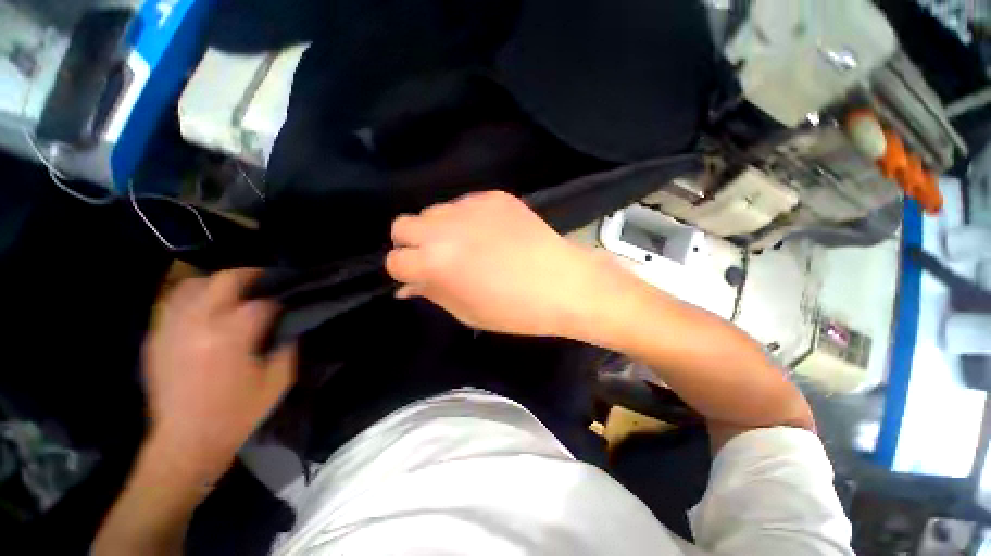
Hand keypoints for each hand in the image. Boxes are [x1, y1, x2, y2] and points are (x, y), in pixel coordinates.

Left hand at [143, 269, 295, 482]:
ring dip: (217, 283)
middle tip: (264, 281)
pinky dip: (193, 298)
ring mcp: (172, 329)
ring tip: (232, 292)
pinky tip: (205, 310)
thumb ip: (286, 346)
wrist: (186, 443)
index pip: (261, 303)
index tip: (286, 303)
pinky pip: (173, 304)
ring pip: (192, 285)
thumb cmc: (237, 413)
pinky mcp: (156, 339)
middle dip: (249, 276)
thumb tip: (287, 326)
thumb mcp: (277, 381)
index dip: (278, 300)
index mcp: (231, 337)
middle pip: (224, 280)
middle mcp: (198, 325)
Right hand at [386, 191, 630, 337]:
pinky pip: (466, 203)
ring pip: (433, 211)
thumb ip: (432, 293)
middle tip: (438, 258)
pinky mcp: (494, 196)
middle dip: (413, 243)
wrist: (564, 284)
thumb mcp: (466, 311)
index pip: (395, 260)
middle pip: (403, 225)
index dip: (405, 271)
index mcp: (434, 262)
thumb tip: (408, 286)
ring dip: (440, 228)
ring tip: (467, 244)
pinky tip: (491, 233)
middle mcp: (445, 228)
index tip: (421, 278)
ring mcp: (471, 207)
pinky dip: (469, 218)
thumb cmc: (514, 310)